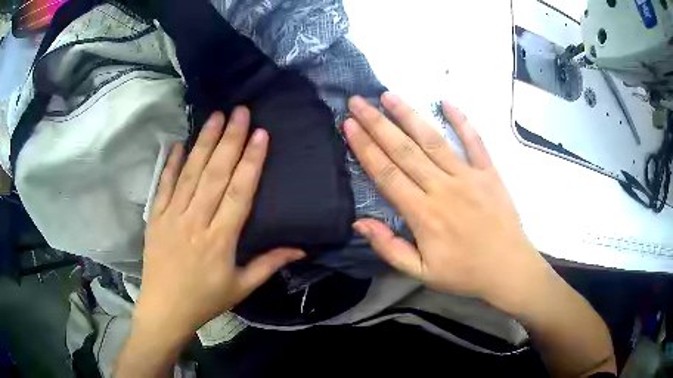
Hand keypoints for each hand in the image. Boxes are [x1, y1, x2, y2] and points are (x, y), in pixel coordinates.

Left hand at [135, 108, 304, 339]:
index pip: (238, 193)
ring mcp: (171, 217)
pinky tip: (179, 143)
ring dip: (204, 143)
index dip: (251, 162)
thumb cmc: (205, 300)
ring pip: (190, 174)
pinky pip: (163, 186)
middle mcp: (195, 222)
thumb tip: (301, 248)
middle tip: (241, 111)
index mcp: (219, 240)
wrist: (164, 310)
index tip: (261, 135)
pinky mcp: (155, 218)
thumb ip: (269, 264)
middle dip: (230, 140)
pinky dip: (170, 164)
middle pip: (214, 174)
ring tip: (216, 117)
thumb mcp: (241, 287)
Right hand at [344, 94, 545, 310]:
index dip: (365, 148)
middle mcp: (443, 188)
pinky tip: (446, 102)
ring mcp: (468, 176)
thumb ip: (389, 248)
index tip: (348, 125)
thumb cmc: (464, 273)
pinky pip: (475, 142)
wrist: (508, 269)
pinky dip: (461, 121)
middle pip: (404, 150)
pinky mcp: (489, 172)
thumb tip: (359, 223)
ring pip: (433, 140)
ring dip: (409, 115)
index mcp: (423, 214)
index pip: (386, 174)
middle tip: (357, 101)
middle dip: (377, 123)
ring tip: (388, 95)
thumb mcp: (421, 273)